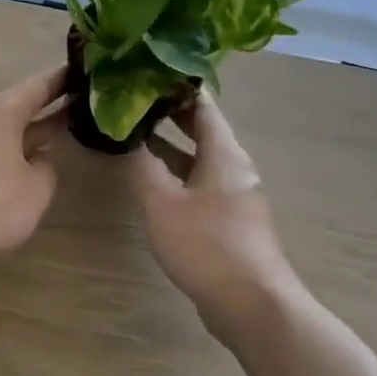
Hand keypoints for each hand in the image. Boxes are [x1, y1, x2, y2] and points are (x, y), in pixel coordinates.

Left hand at [0, 66, 66, 274]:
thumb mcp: (35, 190)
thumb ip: (45, 169)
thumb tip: (38, 159)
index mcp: (1, 113)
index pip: (38, 87)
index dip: (62, 80)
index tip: (82, 71)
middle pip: (17, 106)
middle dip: (46, 107)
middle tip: (77, 105)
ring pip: (0, 129)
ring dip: (25, 131)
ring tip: (53, 135)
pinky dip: (6, 151)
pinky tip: (17, 166)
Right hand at [129, 93, 296, 342]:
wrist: (252, 304)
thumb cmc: (207, 245)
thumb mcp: (162, 203)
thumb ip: (142, 166)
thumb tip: (125, 135)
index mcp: (224, 152)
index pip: (201, 104)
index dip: (174, 85)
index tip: (145, 71)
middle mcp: (234, 166)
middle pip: (202, 128)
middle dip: (169, 112)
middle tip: (133, 98)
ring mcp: (235, 193)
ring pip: (200, 157)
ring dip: (171, 144)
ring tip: (135, 132)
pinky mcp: (230, 219)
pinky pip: (201, 181)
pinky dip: (177, 171)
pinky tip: (153, 178)